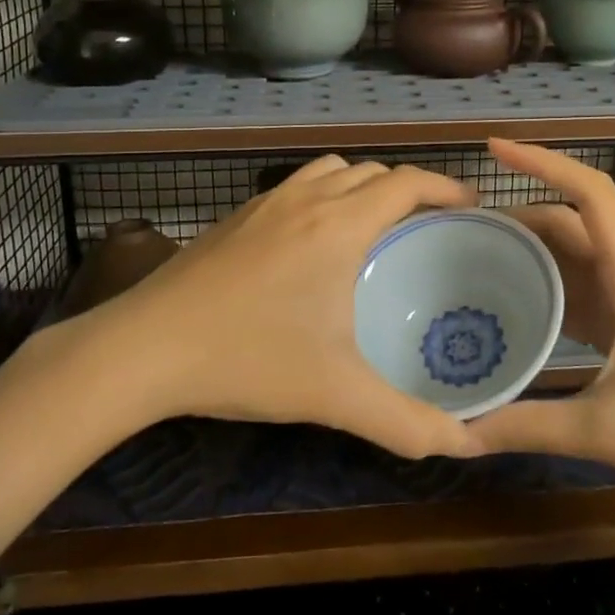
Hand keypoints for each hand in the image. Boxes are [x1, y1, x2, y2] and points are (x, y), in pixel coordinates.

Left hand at [85, 155, 481, 460]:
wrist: (144, 348)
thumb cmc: (248, 359)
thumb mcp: (336, 396)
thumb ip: (407, 423)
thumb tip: (468, 443)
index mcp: (340, 225)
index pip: (407, 182)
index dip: (445, 187)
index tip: (470, 209)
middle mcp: (307, 199)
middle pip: (372, 172)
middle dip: (409, 189)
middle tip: (428, 228)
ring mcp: (266, 202)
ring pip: (331, 171)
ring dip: (362, 187)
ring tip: (375, 227)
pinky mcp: (237, 216)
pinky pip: (297, 186)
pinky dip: (324, 196)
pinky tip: (313, 244)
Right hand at [475, 141, 614, 517]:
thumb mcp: (605, 431)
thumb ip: (526, 426)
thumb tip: (457, 433)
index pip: (591, 196)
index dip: (543, 163)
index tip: (494, 149)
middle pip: (574, 224)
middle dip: (520, 216)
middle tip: (462, 227)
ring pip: (578, 258)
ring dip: (533, 252)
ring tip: (476, 258)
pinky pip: (585, 293)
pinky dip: (549, 290)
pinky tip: (515, 306)